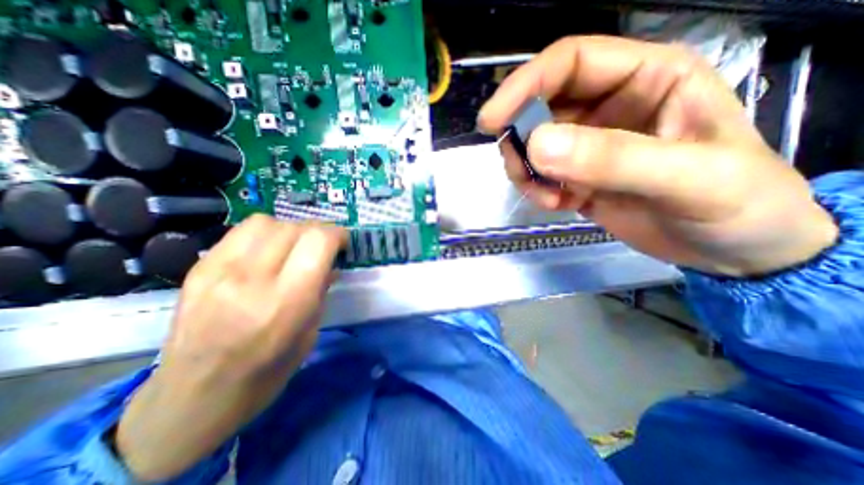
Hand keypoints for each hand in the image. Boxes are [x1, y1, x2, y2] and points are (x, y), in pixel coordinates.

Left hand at [114, 217, 345, 481]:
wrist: (192, 400)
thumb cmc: (266, 373)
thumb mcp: (310, 333)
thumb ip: (321, 291)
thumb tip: (330, 264)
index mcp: (286, 302)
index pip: (318, 241)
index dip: (337, 234)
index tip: (343, 242)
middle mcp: (252, 280)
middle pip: (295, 227)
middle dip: (318, 231)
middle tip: (324, 246)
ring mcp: (219, 271)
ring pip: (267, 222)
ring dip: (290, 229)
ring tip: (295, 246)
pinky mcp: (198, 269)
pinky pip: (241, 232)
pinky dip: (265, 234)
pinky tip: (268, 252)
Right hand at [480, 33, 836, 276]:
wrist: (735, 249)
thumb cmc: (737, 205)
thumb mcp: (687, 177)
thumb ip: (612, 158)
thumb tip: (537, 146)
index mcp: (646, 78)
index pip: (568, 63)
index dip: (524, 85)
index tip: (491, 121)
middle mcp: (609, 106)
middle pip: (540, 107)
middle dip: (519, 138)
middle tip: (518, 170)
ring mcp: (589, 145)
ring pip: (533, 145)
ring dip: (526, 170)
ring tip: (545, 196)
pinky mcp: (578, 177)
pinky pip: (540, 175)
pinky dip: (537, 190)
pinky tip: (557, 204)